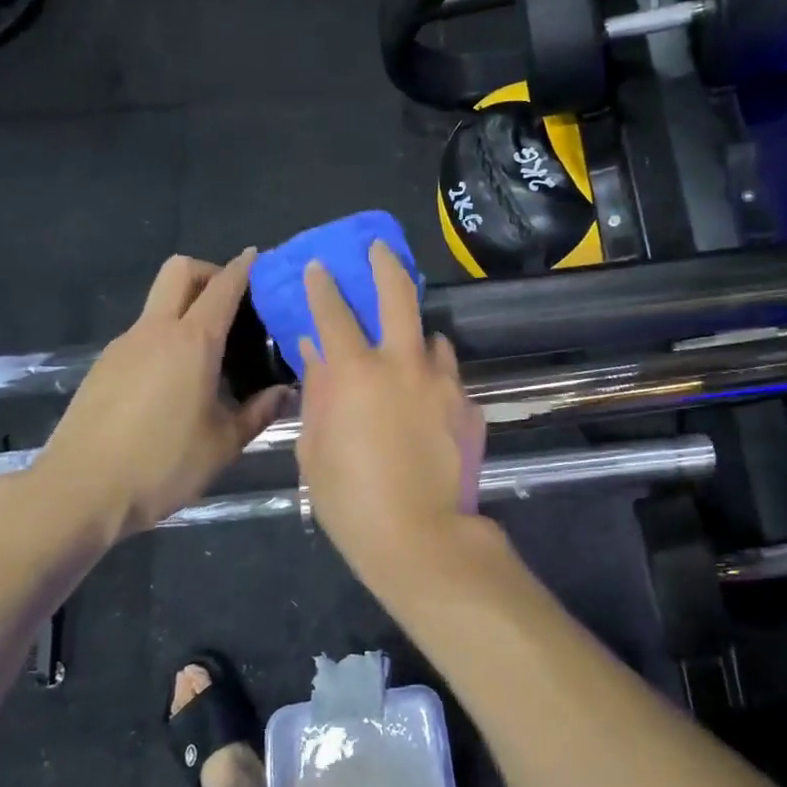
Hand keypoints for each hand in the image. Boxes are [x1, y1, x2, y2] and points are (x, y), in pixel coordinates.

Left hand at [27, 252, 286, 548]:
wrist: (79, 492)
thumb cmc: (162, 465)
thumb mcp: (224, 444)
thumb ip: (259, 412)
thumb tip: (286, 392)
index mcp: (192, 342)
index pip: (223, 286)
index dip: (244, 267)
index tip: (260, 259)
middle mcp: (155, 331)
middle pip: (180, 271)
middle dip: (209, 272)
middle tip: (233, 304)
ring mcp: (123, 346)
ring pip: (158, 303)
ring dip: (186, 309)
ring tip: (211, 355)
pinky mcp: (104, 367)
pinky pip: (143, 334)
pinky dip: (166, 338)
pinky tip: (177, 383)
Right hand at [296, 243, 485, 578]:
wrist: (420, 537)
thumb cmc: (350, 500)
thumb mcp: (316, 448)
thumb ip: (317, 393)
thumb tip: (315, 353)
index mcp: (356, 373)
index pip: (334, 313)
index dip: (324, 287)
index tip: (321, 267)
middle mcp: (403, 364)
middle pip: (398, 296)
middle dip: (385, 265)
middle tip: (380, 249)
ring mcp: (444, 383)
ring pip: (433, 339)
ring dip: (417, 338)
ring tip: (409, 352)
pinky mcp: (470, 406)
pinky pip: (450, 379)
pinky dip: (436, 381)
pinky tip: (429, 405)